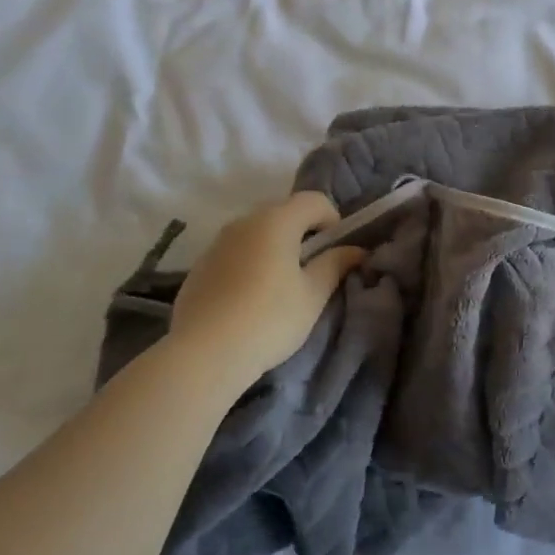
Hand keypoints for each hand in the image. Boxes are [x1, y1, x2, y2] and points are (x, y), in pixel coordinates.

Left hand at [165, 191, 363, 388]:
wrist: (202, 354)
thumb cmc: (268, 319)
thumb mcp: (312, 296)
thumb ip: (335, 265)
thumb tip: (355, 250)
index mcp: (277, 220)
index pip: (314, 200)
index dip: (332, 220)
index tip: (335, 252)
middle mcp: (245, 221)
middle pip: (283, 212)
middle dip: (303, 233)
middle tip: (311, 270)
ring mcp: (218, 242)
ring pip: (256, 233)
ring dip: (274, 248)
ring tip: (279, 287)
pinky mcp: (199, 266)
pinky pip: (234, 253)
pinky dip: (249, 263)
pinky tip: (248, 300)